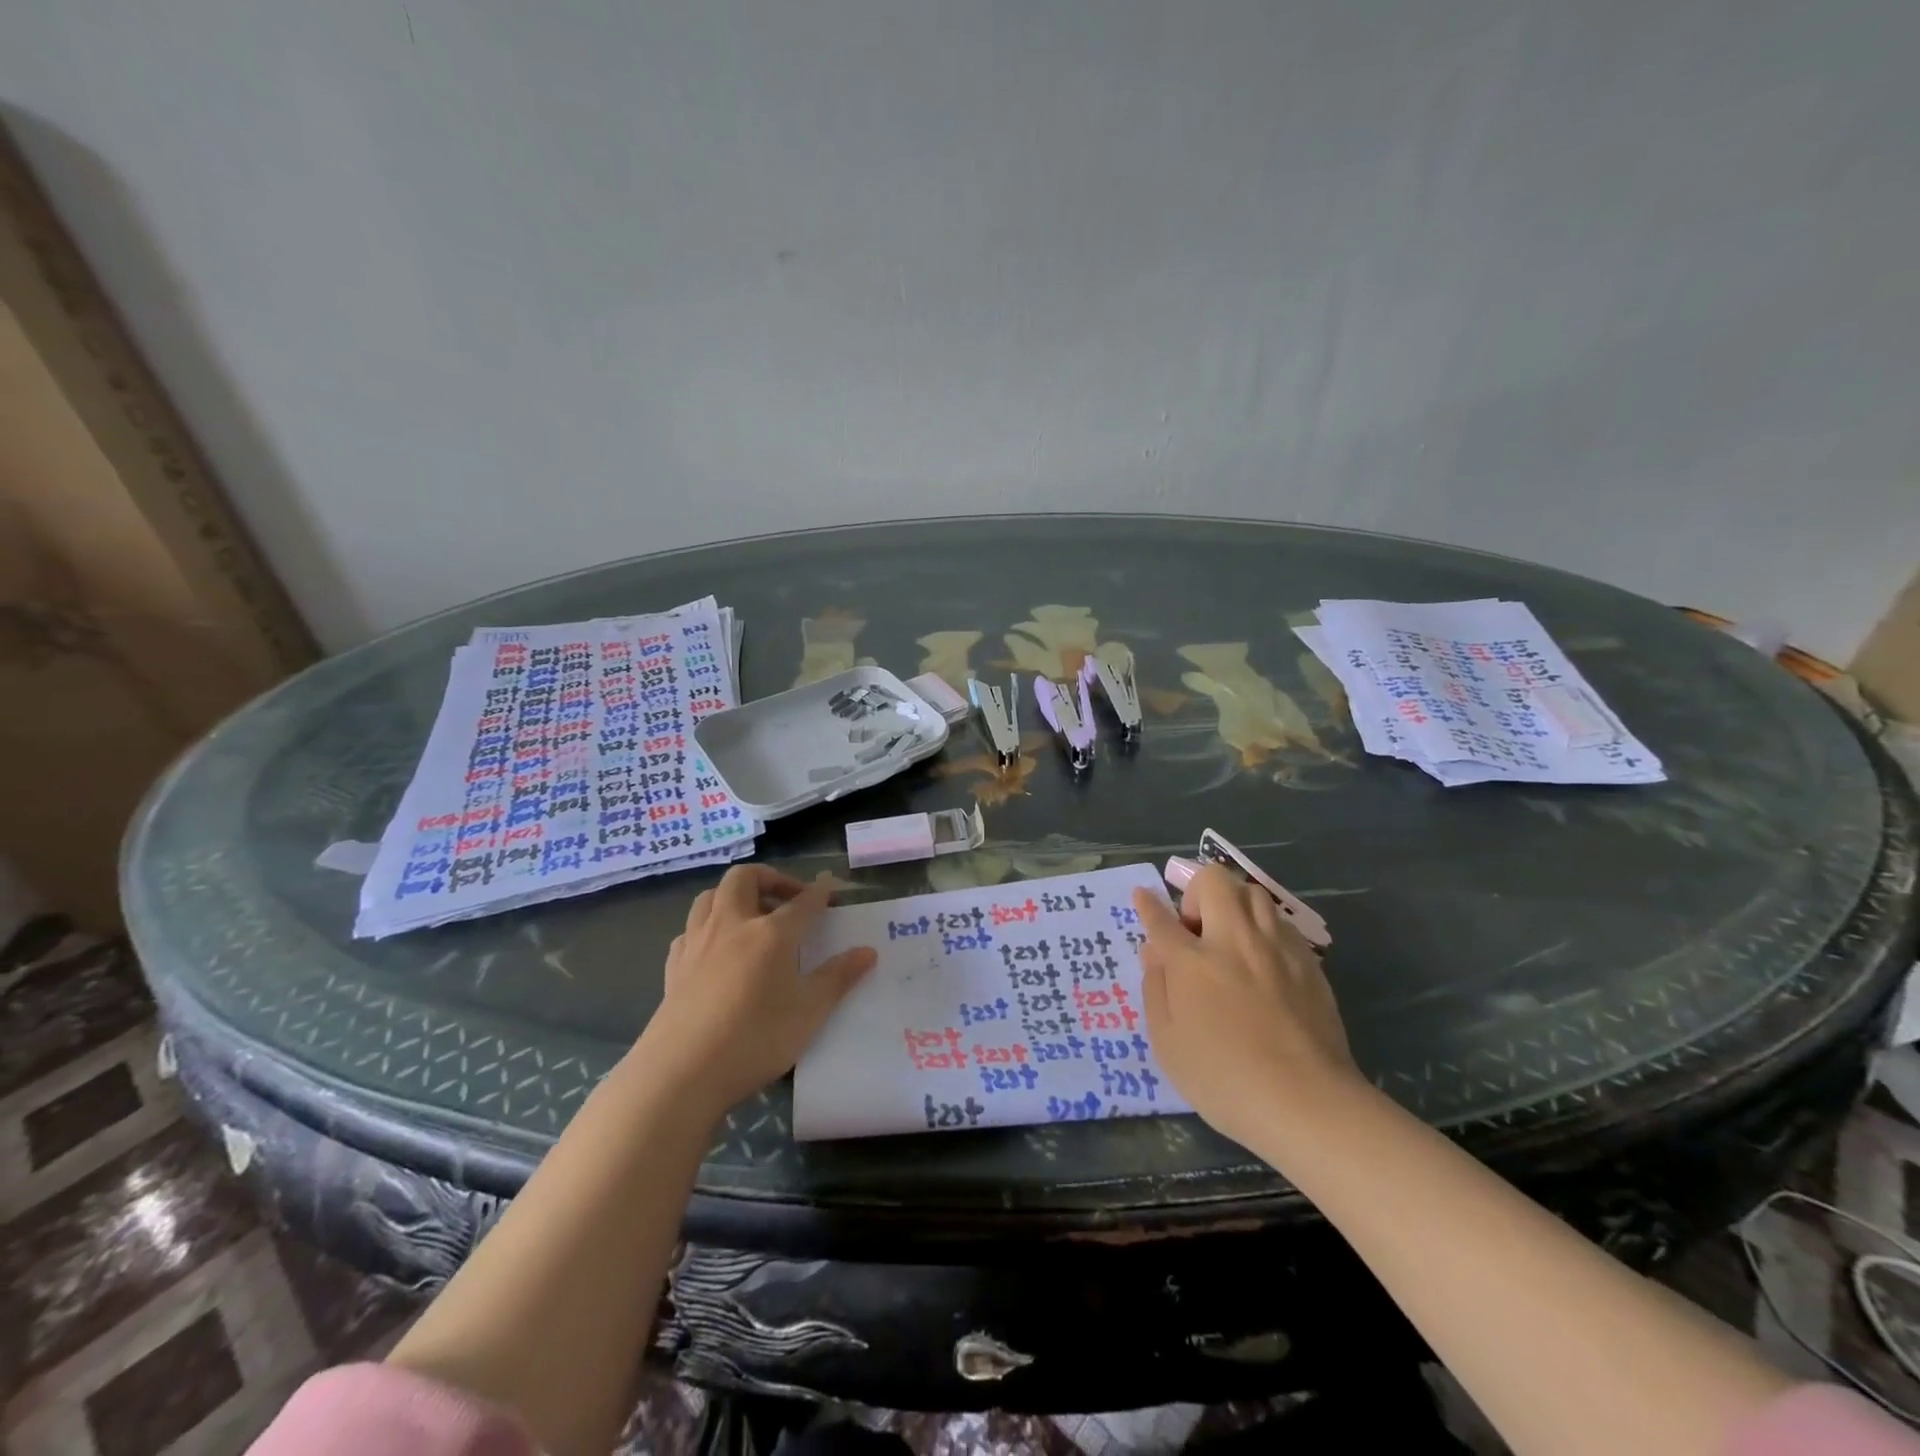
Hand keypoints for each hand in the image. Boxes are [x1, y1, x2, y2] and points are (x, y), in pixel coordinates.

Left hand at [636, 866, 875, 1116]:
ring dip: (733, 896)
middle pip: (745, 879)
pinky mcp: (674, 966)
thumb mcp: (810, 1011)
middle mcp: (732, 925)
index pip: (802, 901)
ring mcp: (698, 943)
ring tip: (750, 917)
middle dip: (770, 879)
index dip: (820, 891)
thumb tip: (867, 952)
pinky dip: (707, 928)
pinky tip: (716, 949)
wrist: (682, 1072)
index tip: (831, 886)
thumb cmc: (756, 1038)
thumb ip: (839, 977)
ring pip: (710, 896)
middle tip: (788, 899)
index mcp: (771, 933)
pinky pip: (690, 930)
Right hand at [1132, 866, 1362, 1148]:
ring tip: (1231, 939)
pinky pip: (1281, 923)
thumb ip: (1156, 989)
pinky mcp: (1309, 963)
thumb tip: (1154, 951)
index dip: (1148, 904)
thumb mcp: (1168, 1043)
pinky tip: (1263, 961)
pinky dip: (1265, 929)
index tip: (1143, 895)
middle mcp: (1234, 942)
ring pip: (1254, 894)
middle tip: (1196, 931)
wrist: (1308, 1103)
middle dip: (1197, 893)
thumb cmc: (1224, 1080)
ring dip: (1235, 905)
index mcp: (1193, 962)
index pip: (1162, 919)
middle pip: (1215, 882)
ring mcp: (1276, 949)